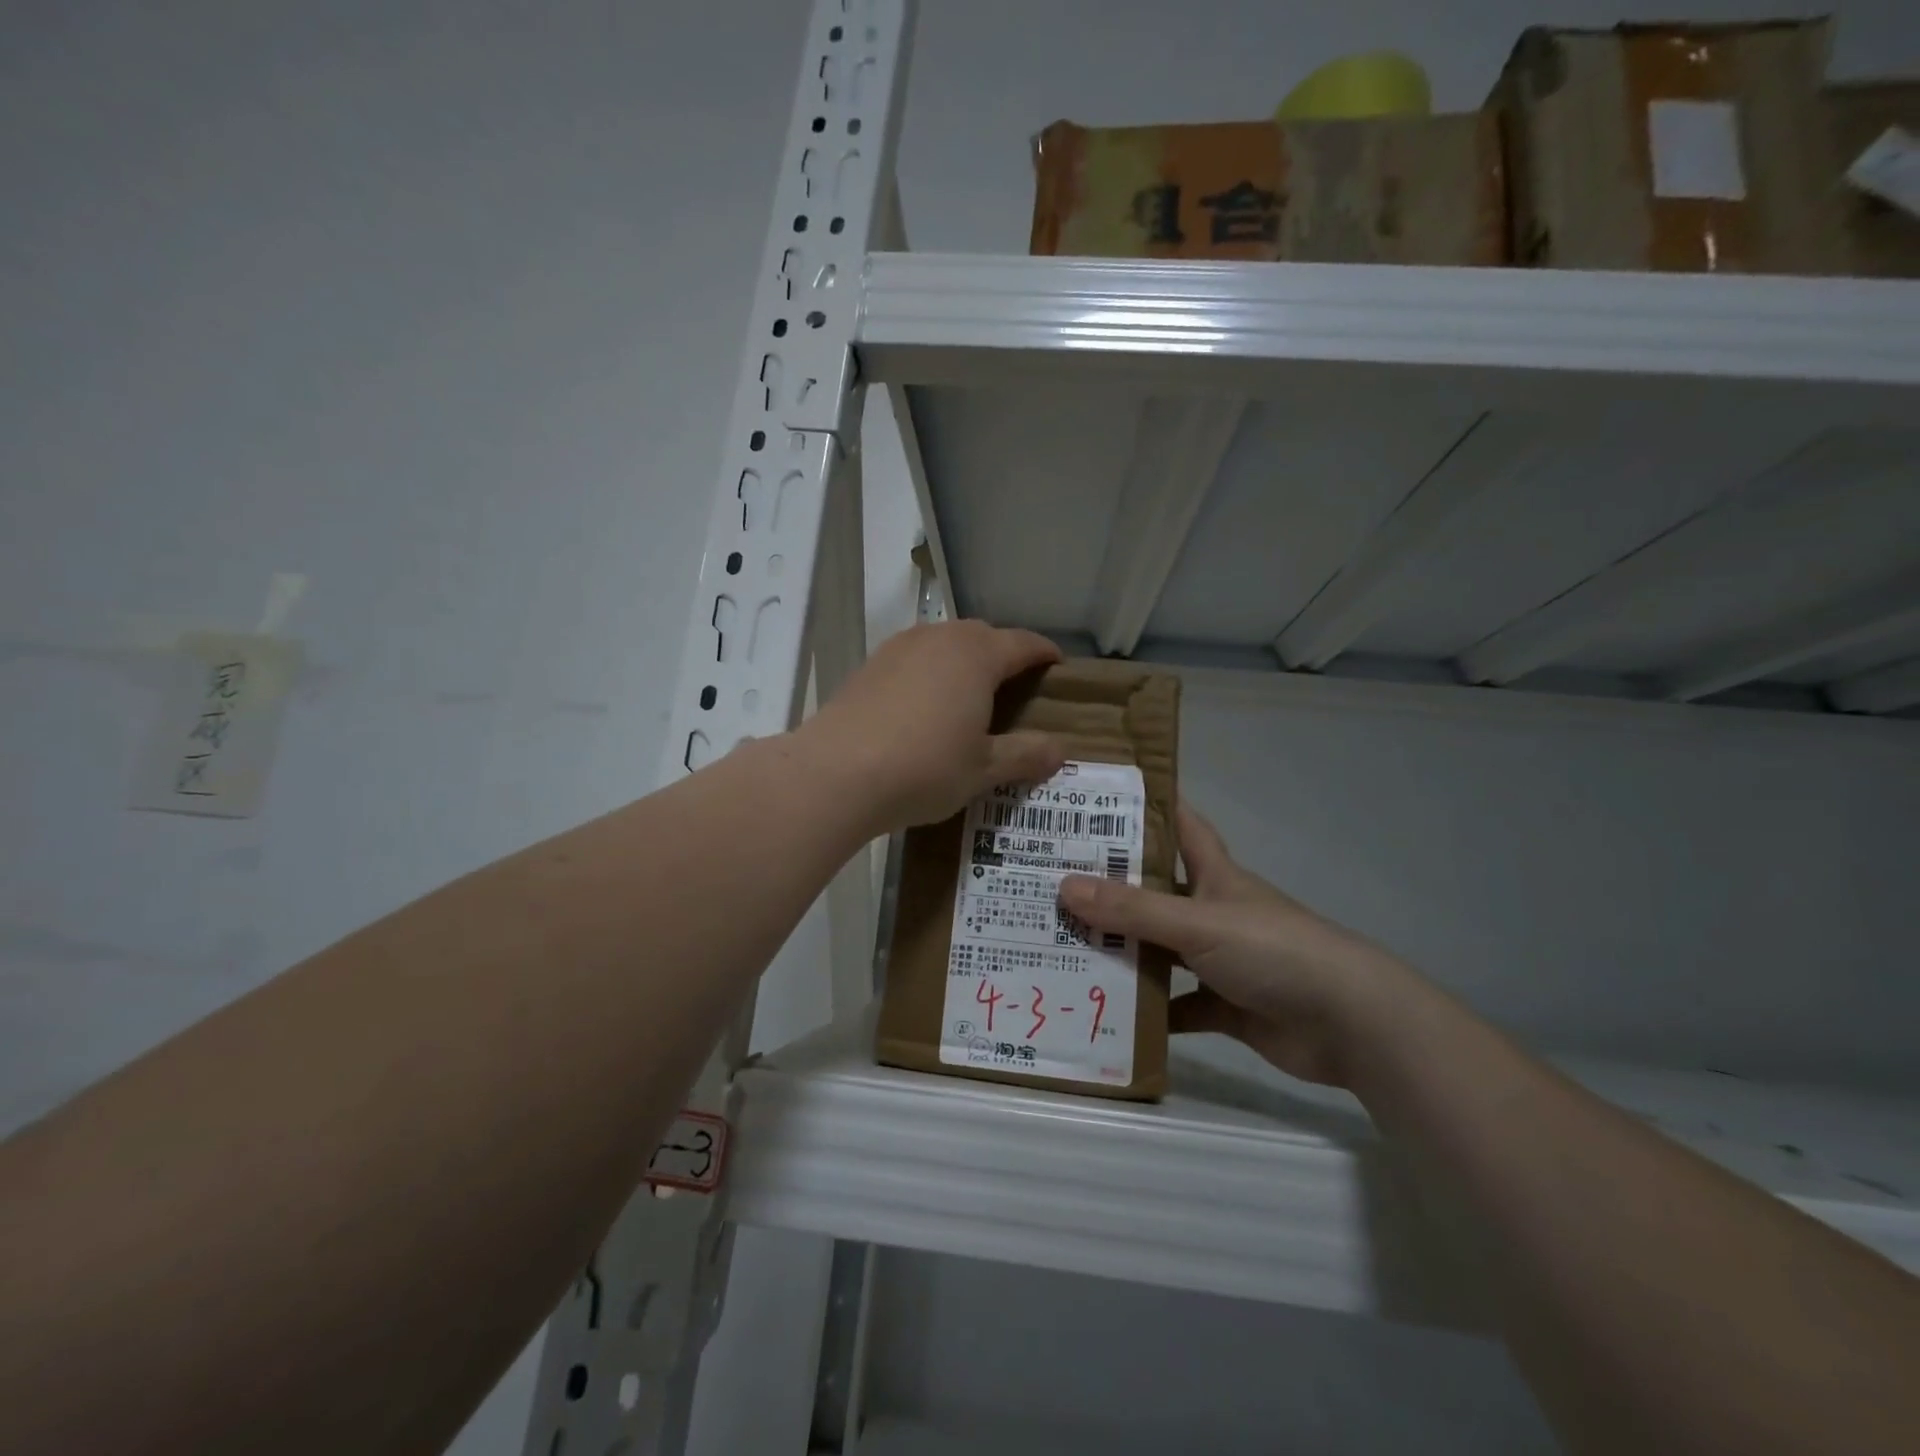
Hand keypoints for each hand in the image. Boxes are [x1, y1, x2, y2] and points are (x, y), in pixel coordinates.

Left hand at [799, 620, 1066, 830]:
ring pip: (944, 643)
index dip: (1044, 653)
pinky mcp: (869, 666)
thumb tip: (1059, 749)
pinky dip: (930, 672)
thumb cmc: (924, 767)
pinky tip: (925, 705)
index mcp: (976, 655)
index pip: (1022, 643)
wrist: (835, 773)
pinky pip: (914, 659)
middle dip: (1004, 654)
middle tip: (1016, 686)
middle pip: (982, 636)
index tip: (1057, 665)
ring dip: (963, 660)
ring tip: (971, 694)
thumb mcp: (982, 769)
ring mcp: (898, 648)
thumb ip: (1024, 755)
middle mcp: (938, 639)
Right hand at [1057, 804, 1414, 1087]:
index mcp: (1215, 875)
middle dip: (1112, 886)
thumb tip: (1064, 886)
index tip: (1100, 797)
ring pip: (1160, 950)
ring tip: (1063, 945)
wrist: (1349, 1023)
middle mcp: (1214, 911)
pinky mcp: (1225, 1005)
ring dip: (1122, 951)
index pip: (1180, 825)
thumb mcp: (1197, 922)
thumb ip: (1133, 910)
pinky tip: (1105, 1011)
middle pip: (1156, 891)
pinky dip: (1148, 1011)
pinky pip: (1176, 1005)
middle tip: (1053, 880)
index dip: (1147, 807)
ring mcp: (1220, 960)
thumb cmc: (1273, 950)